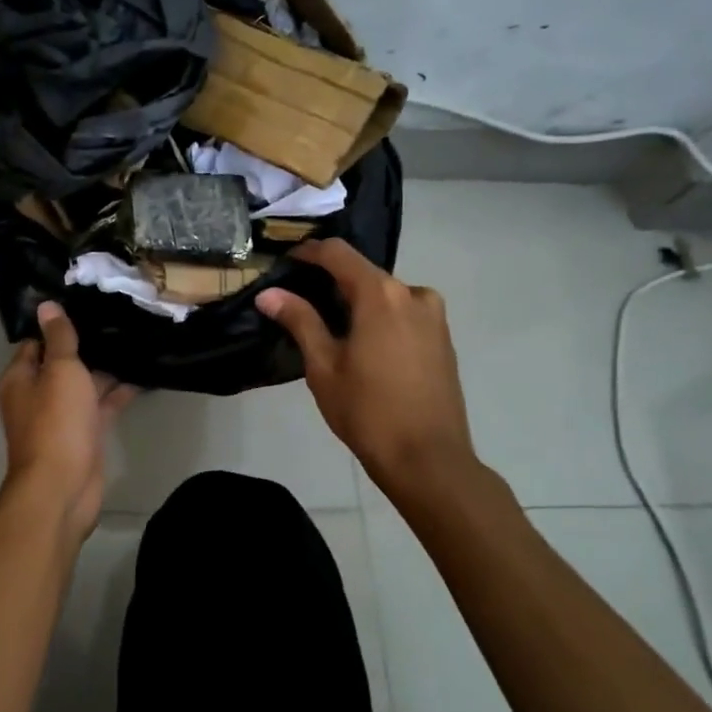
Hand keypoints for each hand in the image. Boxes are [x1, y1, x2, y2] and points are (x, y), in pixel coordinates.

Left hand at [0, 301, 136, 540]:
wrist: (63, 486)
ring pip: (84, 385)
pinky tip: (143, 376)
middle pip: (62, 363)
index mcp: (21, 378)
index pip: (37, 342)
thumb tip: (46, 306)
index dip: (58, 326)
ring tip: (136, 341)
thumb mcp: (60, 371)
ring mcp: (61, 417)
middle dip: (88, 346)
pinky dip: (118, 393)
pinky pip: (100, 406)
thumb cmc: (56, 422)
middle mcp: (37, 395)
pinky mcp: (83, 434)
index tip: (87, 305)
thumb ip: (59, 338)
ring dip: (106, 369)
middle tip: (119, 318)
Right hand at [258, 240, 480, 505]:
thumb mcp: (323, 366)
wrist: (429, 460)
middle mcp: (413, 294)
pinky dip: (380, 317)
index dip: (309, 252)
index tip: (286, 262)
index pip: (339, 254)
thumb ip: (299, 321)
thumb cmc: (367, 411)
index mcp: (381, 295)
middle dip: (331, 281)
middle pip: (364, 273)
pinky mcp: (443, 339)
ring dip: (358, 301)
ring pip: (386, 294)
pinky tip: (363, 344)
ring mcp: (434, 317)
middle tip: (301, 299)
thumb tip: (268, 294)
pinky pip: (404, 313)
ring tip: (330, 326)